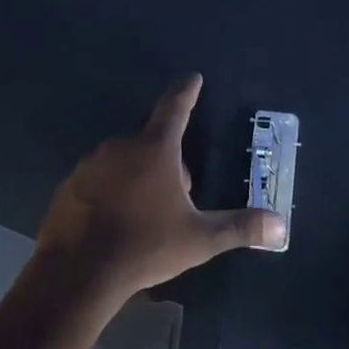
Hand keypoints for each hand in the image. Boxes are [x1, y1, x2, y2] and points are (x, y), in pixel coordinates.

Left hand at [35, 74, 286, 300]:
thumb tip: (281, 227)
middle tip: (177, 190)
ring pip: (121, 160)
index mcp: (155, 149)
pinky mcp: (68, 185)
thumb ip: (240, 228)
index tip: (192, 77)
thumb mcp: (199, 239)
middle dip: (165, 157)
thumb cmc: (145, 246)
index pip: (175, 108)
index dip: (186, 92)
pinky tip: (113, 219)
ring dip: (136, 174)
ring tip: (144, 210)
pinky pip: (97, 179)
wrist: (79, 271)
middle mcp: (119, 146)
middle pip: (149, 140)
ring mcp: (89, 164)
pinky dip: (109, 190)